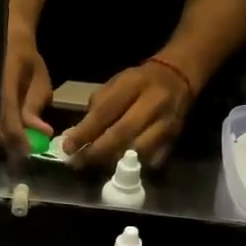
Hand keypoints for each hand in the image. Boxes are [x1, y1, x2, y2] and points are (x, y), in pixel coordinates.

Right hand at [0, 26, 53, 155]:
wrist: (7, 42)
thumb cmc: (27, 60)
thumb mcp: (39, 81)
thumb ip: (36, 107)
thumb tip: (42, 132)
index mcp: (3, 84)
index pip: (8, 117)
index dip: (19, 137)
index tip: (31, 150)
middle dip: (11, 144)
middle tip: (26, 153)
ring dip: (5, 141)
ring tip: (20, 147)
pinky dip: (0, 134)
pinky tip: (10, 138)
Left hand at [61, 61, 192, 168]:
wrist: (178, 78)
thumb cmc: (138, 82)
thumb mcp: (115, 84)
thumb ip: (96, 108)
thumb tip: (76, 136)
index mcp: (134, 85)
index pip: (105, 112)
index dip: (85, 132)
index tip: (68, 148)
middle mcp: (153, 103)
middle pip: (121, 134)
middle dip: (96, 151)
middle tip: (78, 162)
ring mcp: (167, 123)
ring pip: (137, 151)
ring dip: (112, 161)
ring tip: (95, 165)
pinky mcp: (174, 139)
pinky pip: (151, 159)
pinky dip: (133, 166)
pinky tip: (118, 167)